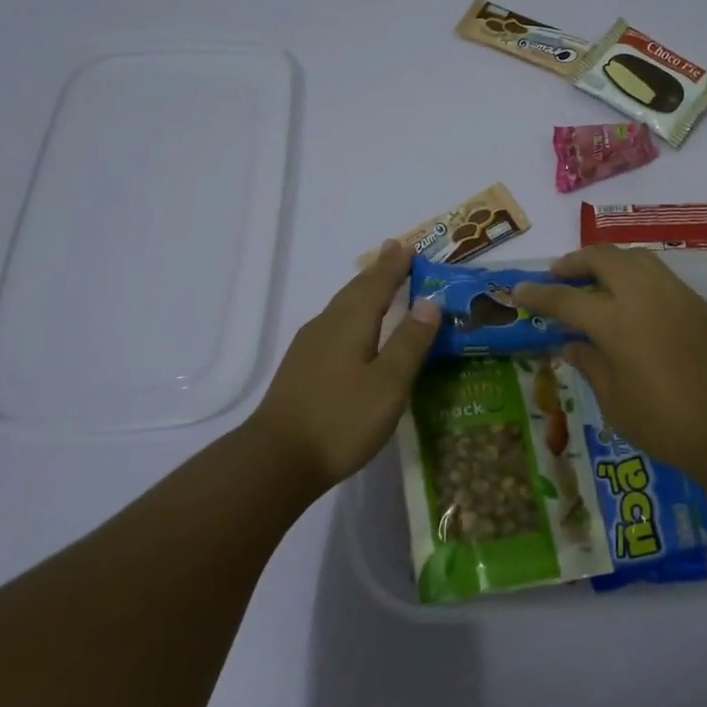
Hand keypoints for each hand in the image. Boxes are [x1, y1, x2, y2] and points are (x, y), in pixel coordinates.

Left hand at [250, 239, 440, 491]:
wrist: (276, 460)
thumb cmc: (341, 419)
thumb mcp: (388, 383)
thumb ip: (410, 342)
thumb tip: (430, 302)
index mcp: (350, 323)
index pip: (377, 284)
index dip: (395, 266)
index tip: (408, 245)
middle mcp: (326, 326)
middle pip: (355, 290)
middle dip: (378, 272)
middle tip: (395, 253)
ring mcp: (308, 347)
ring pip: (341, 307)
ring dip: (363, 292)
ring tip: (379, 285)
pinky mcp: (301, 369)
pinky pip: (333, 326)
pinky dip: (351, 315)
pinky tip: (354, 331)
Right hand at [513, 247, 706, 483]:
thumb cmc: (666, 424)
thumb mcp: (615, 402)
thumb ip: (590, 365)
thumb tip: (572, 344)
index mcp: (616, 322)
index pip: (567, 299)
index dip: (539, 294)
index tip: (520, 289)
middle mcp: (645, 296)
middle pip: (604, 258)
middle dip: (576, 260)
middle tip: (560, 274)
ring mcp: (678, 296)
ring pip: (638, 259)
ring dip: (611, 262)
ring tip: (598, 281)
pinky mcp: (702, 305)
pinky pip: (663, 277)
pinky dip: (640, 279)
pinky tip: (637, 303)